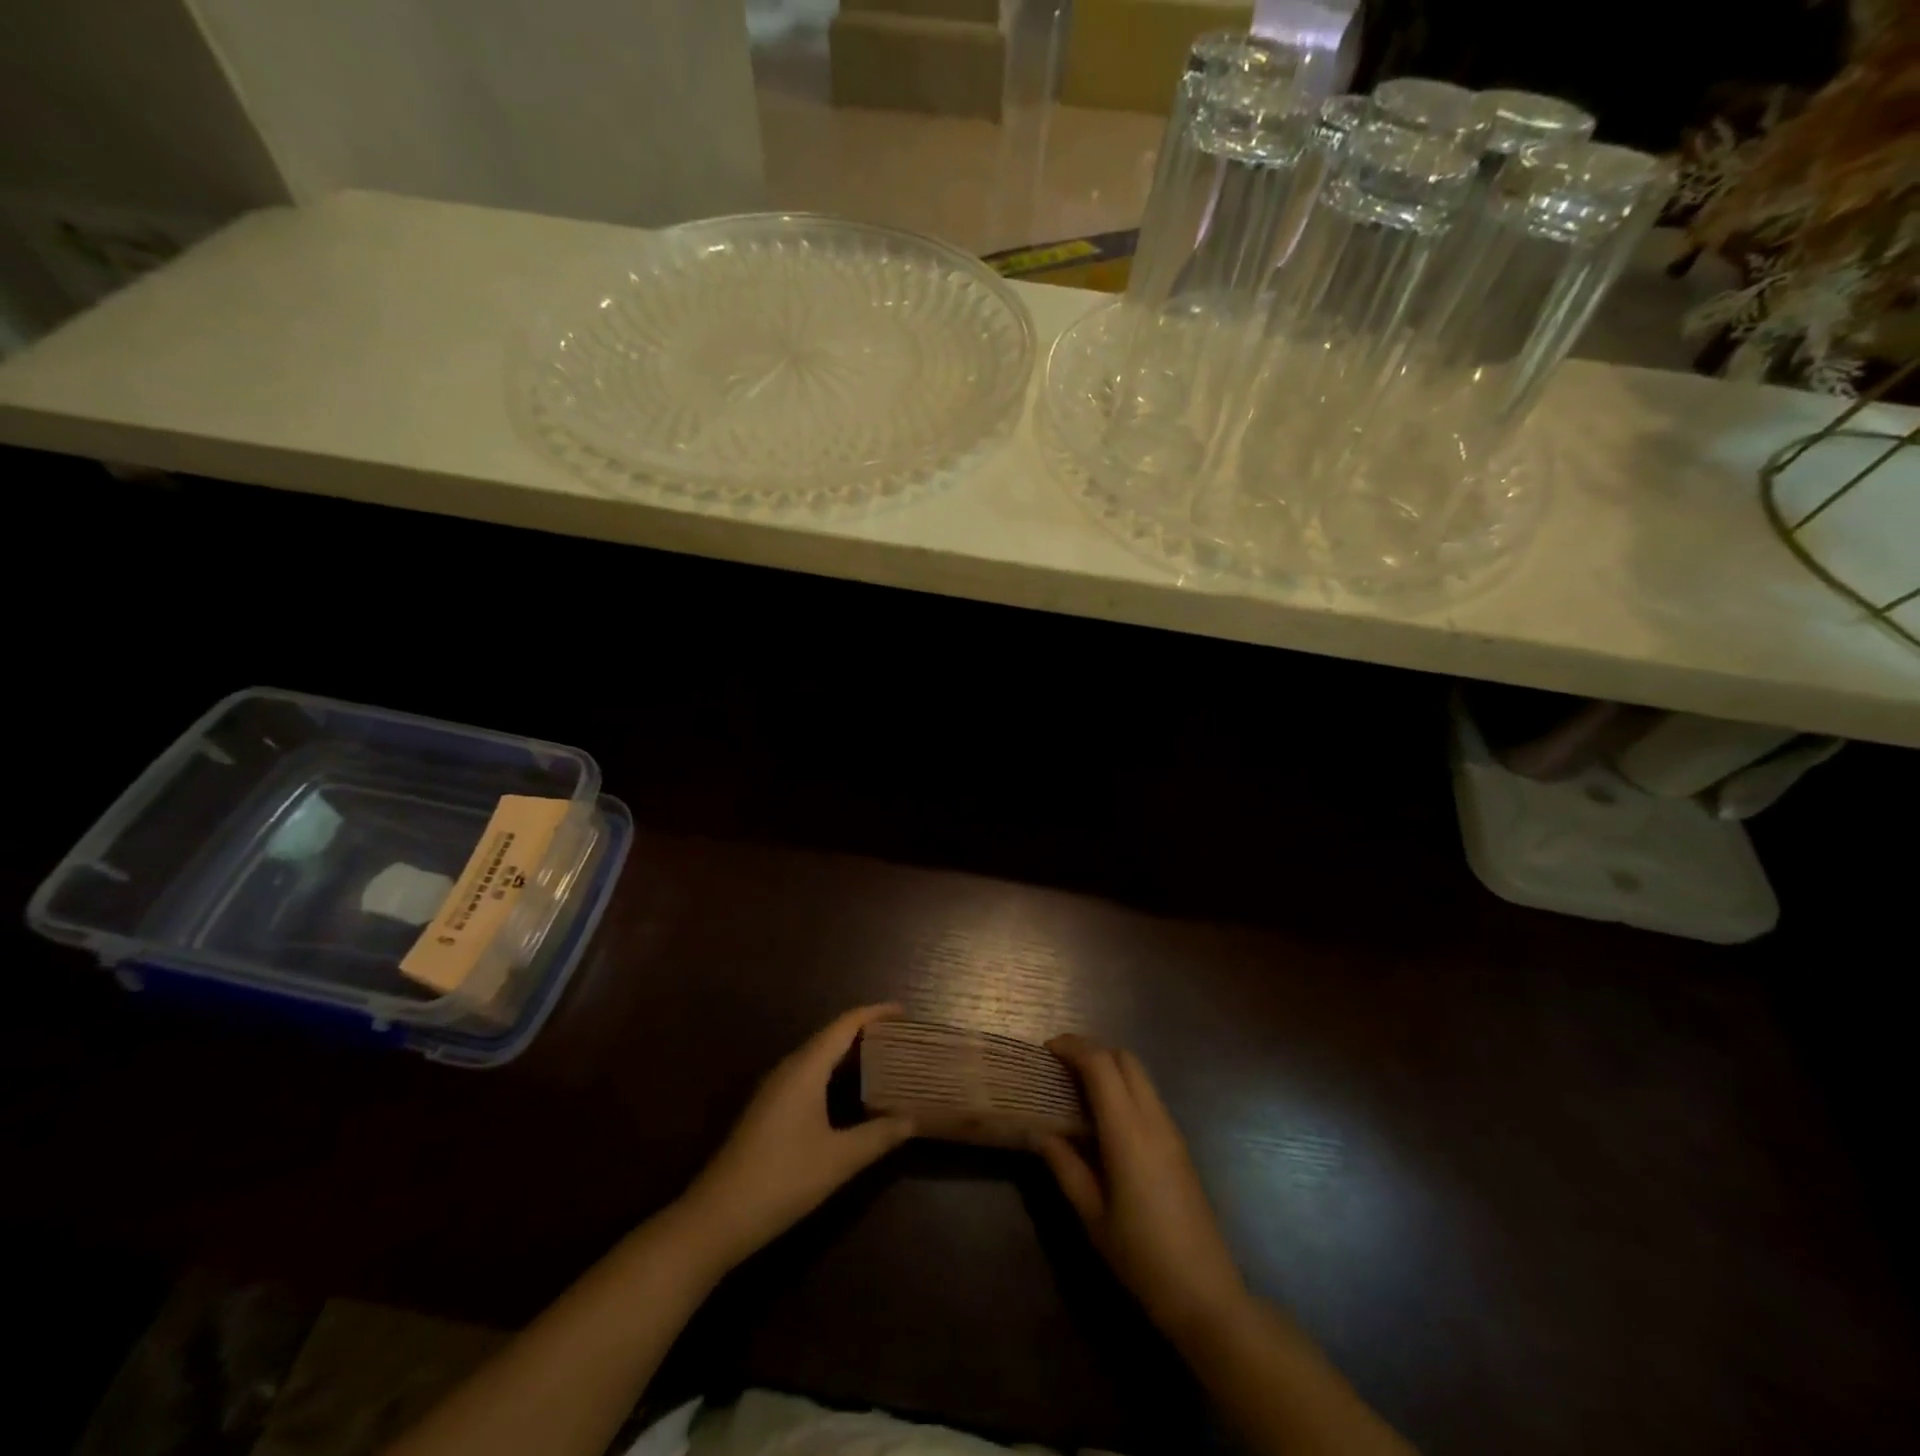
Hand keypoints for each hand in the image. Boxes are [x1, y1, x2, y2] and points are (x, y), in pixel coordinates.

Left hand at [679, 1004, 913, 1269]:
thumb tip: (913, 1120)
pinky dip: (835, 1073)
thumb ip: (878, 1136)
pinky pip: (809, 1074)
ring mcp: (775, 1089)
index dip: (875, 1013)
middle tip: (903, 1038)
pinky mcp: (769, 1109)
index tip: (905, 1011)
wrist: (716, 1218)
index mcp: (805, 1068)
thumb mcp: (838, 1160)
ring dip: (851, 1053)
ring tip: (885, 1059)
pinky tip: (852, 1094)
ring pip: (819, 1056)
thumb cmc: (781, 1179)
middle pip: (832, 1036)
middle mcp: (789, 1068)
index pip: (845, 1025)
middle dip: (867, 1032)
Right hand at [1040, 1034, 1247, 1344]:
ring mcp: (1171, 1130)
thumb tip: (1042, 1133)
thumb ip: (1066, 1167)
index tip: (1047, 1050)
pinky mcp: (1179, 1144)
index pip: (1100, 1065)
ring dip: (1109, 1067)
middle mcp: (1152, 1120)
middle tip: (1060, 1064)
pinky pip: (1148, 1096)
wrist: (1205, 1294)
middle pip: (1125, 1058)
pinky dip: (1124, 1088)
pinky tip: (1104, 1116)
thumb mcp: (1092, 1216)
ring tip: (1078, 1087)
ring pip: (1140, 1074)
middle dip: (1092, 1050)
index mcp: (1127, 1132)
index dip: (1073, 1048)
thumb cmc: (1141, 1257)